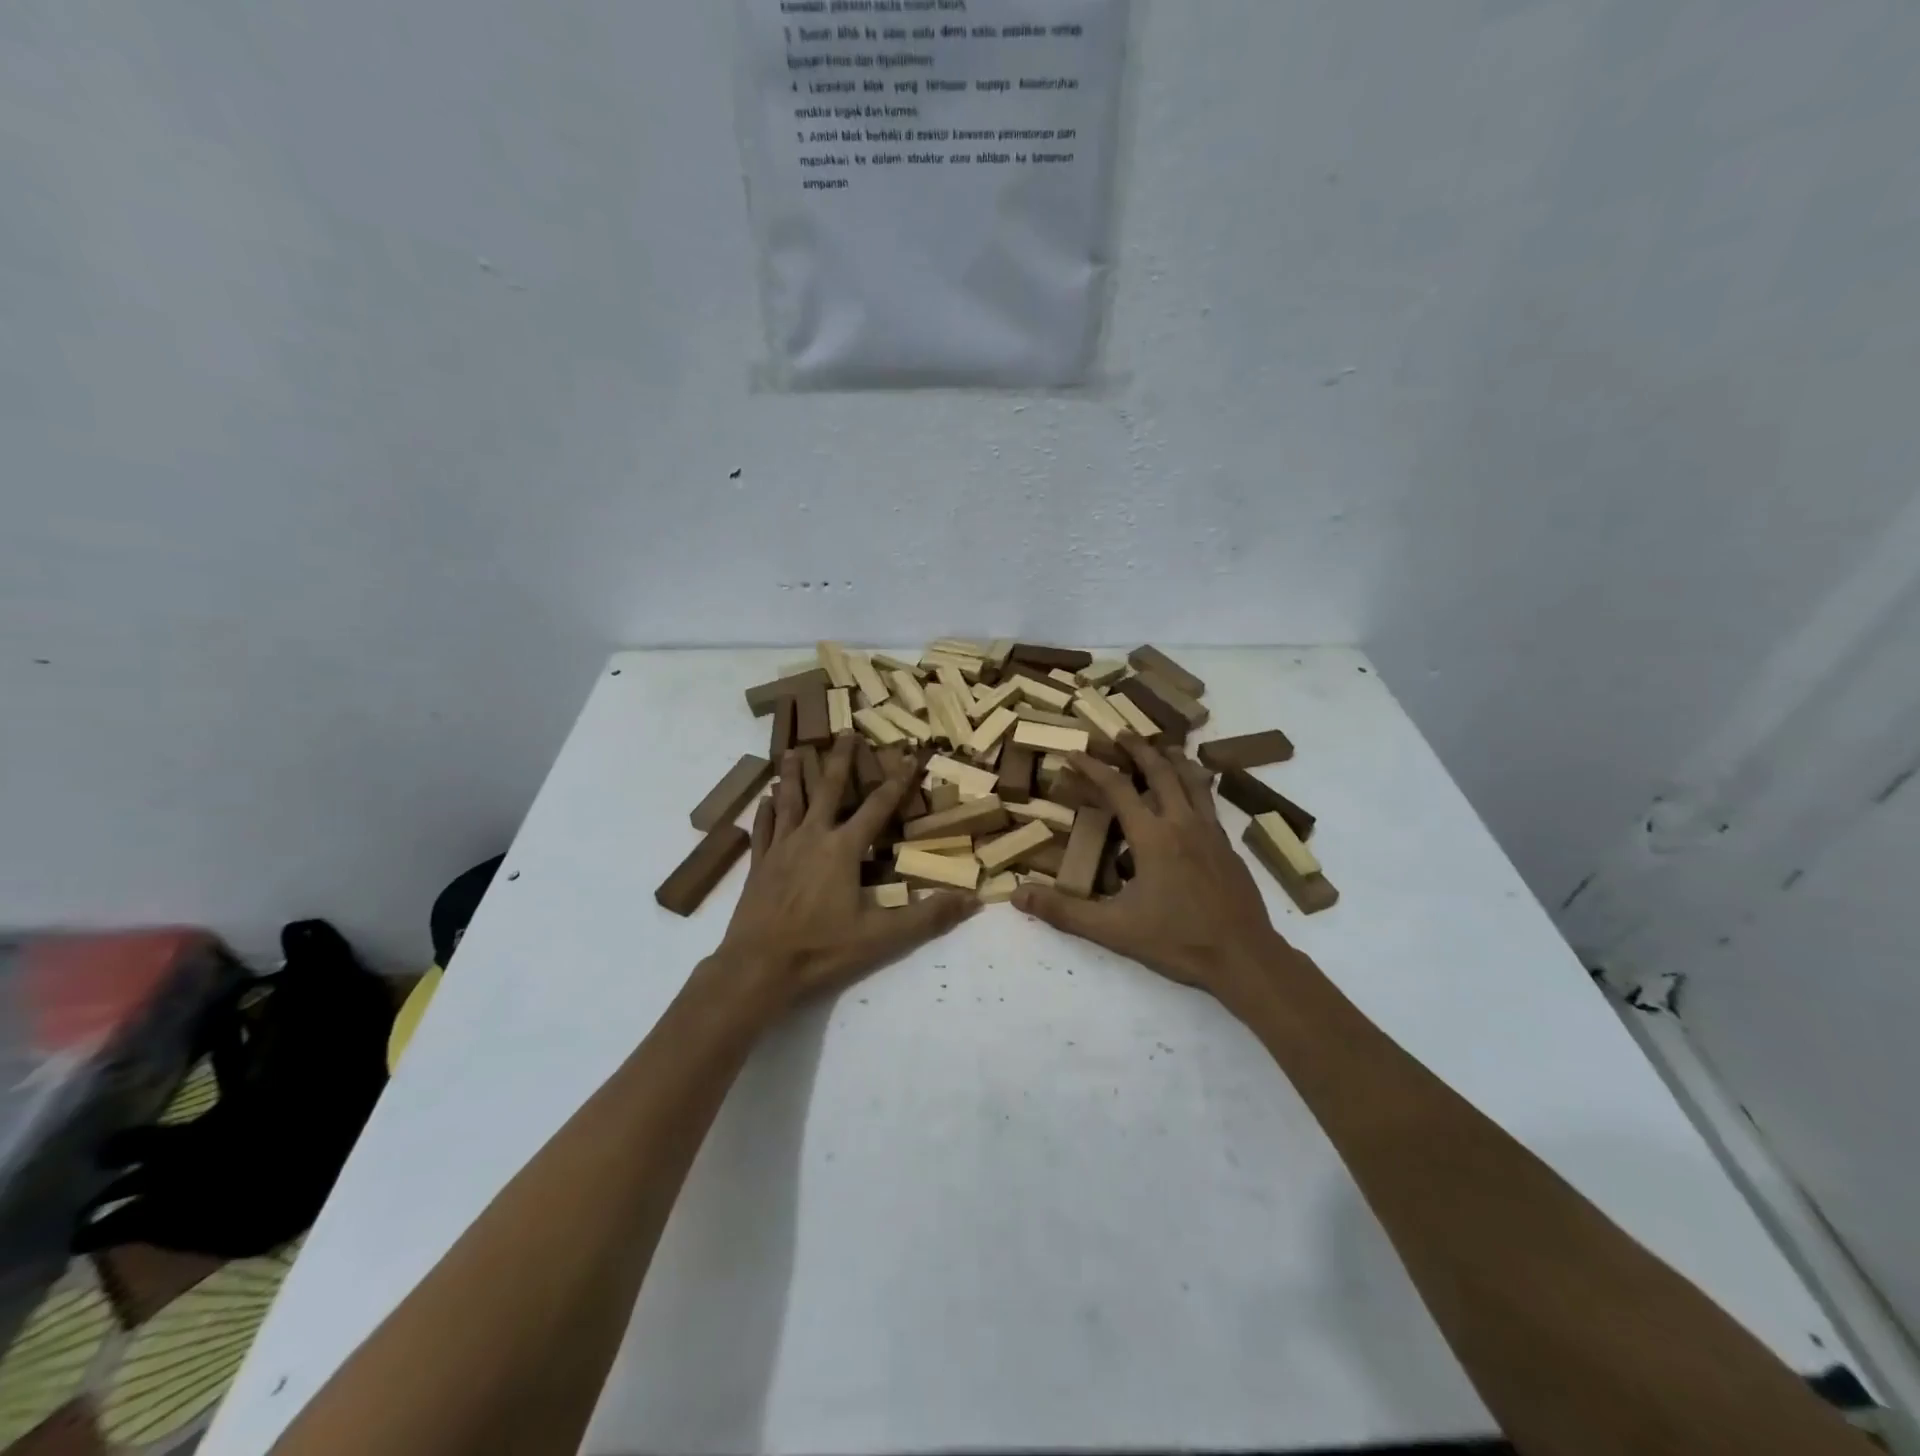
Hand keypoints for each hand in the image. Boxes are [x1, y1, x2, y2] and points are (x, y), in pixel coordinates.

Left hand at [712, 733, 978, 1012]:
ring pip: (789, 801)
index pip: (877, 807)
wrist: (758, 967)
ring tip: (793, 750)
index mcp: (843, 849)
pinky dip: (766, 811)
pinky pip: (763, 829)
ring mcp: (780, 849)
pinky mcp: (758, 865)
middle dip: (839, 760)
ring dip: (793, 774)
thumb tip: (972, 899)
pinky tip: (765, 799)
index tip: (908, 756)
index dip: (896, 781)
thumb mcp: (882, 937)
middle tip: (845, 732)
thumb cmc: (822, 949)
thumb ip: (927, 917)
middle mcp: (811, 837)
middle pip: (826, 789)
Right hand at [1012, 733, 1291, 1000]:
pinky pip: (1209, 801)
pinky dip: (1195, 784)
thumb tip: (1018, 896)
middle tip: (1119, 732)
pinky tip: (1191, 795)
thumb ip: (1065, 912)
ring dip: (1172, 759)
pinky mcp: (1228, 846)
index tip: (1072, 752)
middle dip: (1137, 748)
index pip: (1118, 788)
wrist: (1245, 957)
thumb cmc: (1177, 941)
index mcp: (1153, 837)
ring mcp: (1211, 832)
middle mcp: (1183, 823)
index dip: (1092, 767)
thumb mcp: (1114, 930)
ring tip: (1161, 747)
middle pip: (1161, 770)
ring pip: (1192, 779)